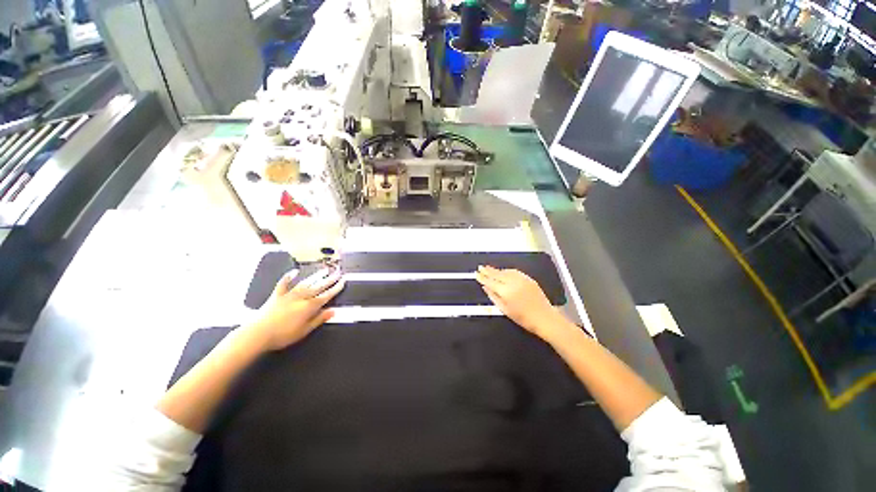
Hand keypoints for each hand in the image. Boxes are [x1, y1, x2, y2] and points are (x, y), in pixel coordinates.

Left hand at [243, 267, 344, 350]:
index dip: (335, 288)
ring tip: (325, 270)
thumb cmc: (282, 335)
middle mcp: (301, 297)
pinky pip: (284, 283)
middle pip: (319, 286)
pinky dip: (289, 277)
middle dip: (330, 279)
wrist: (257, 334)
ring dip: (316, 276)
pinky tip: (294, 271)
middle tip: (338, 272)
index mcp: (309, 306)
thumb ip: (319, 319)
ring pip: (306, 283)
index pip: (326, 295)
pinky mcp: (277, 295)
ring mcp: (289, 295)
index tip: (343, 282)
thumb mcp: (304, 330)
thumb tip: (333, 311)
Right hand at [476, 265, 568, 339]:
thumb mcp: (505, 309)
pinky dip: (507, 271)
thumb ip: (493, 296)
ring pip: (505, 271)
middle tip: (480, 267)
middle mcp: (513, 282)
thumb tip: (485, 287)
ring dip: (497, 270)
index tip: (476, 273)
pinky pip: (514, 272)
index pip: (490, 281)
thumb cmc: (523, 318)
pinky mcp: (528, 279)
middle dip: (488, 270)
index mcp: (506, 291)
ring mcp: (521, 279)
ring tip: (489, 269)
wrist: (544, 318)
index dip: (482, 277)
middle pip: (497, 274)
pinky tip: (504, 271)